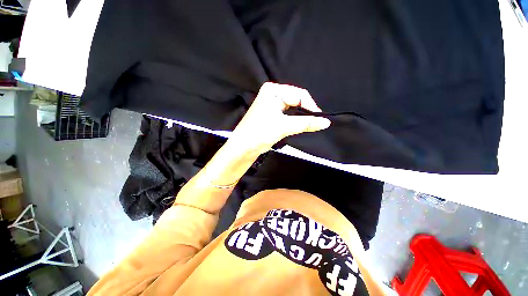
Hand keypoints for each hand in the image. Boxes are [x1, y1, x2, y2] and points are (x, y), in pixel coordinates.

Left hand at [230, 82, 330, 152]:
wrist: (243, 147)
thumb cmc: (260, 133)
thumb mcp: (284, 126)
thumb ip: (305, 123)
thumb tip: (326, 122)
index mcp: (273, 90)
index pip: (299, 94)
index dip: (311, 106)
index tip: (320, 119)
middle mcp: (273, 94)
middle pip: (297, 100)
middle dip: (305, 112)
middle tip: (315, 124)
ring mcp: (272, 104)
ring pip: (293, 108)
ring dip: (300, 117)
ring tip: (307, 126)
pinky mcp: (272, 113)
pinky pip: (288, 114)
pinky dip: (294, 120)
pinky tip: (298, 126)